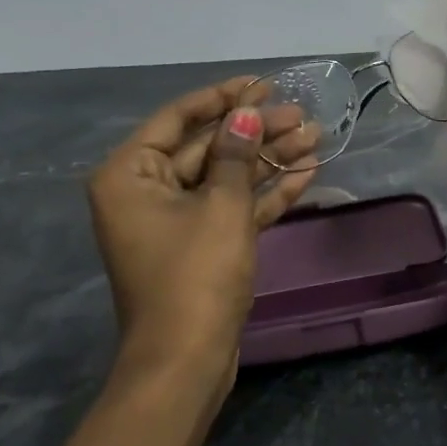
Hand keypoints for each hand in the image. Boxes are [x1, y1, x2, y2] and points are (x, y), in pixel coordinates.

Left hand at [87, 78, 316, 393]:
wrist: (186, 362)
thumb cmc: (195, 276)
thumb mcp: (221, 207)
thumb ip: (236, 155)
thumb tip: (246, 115)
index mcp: (130, 174)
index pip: (178, 119)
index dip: (223, 98)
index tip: (261, 83)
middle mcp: (146, 192)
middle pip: (207, 148)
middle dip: (256, 132)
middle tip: (302, 115)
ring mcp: (174, 221)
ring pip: (225, 178)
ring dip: (268, 161)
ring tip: (315, 138)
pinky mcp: (200, 247)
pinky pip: (232, 209)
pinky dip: (264, 194)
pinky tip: (305, 173)